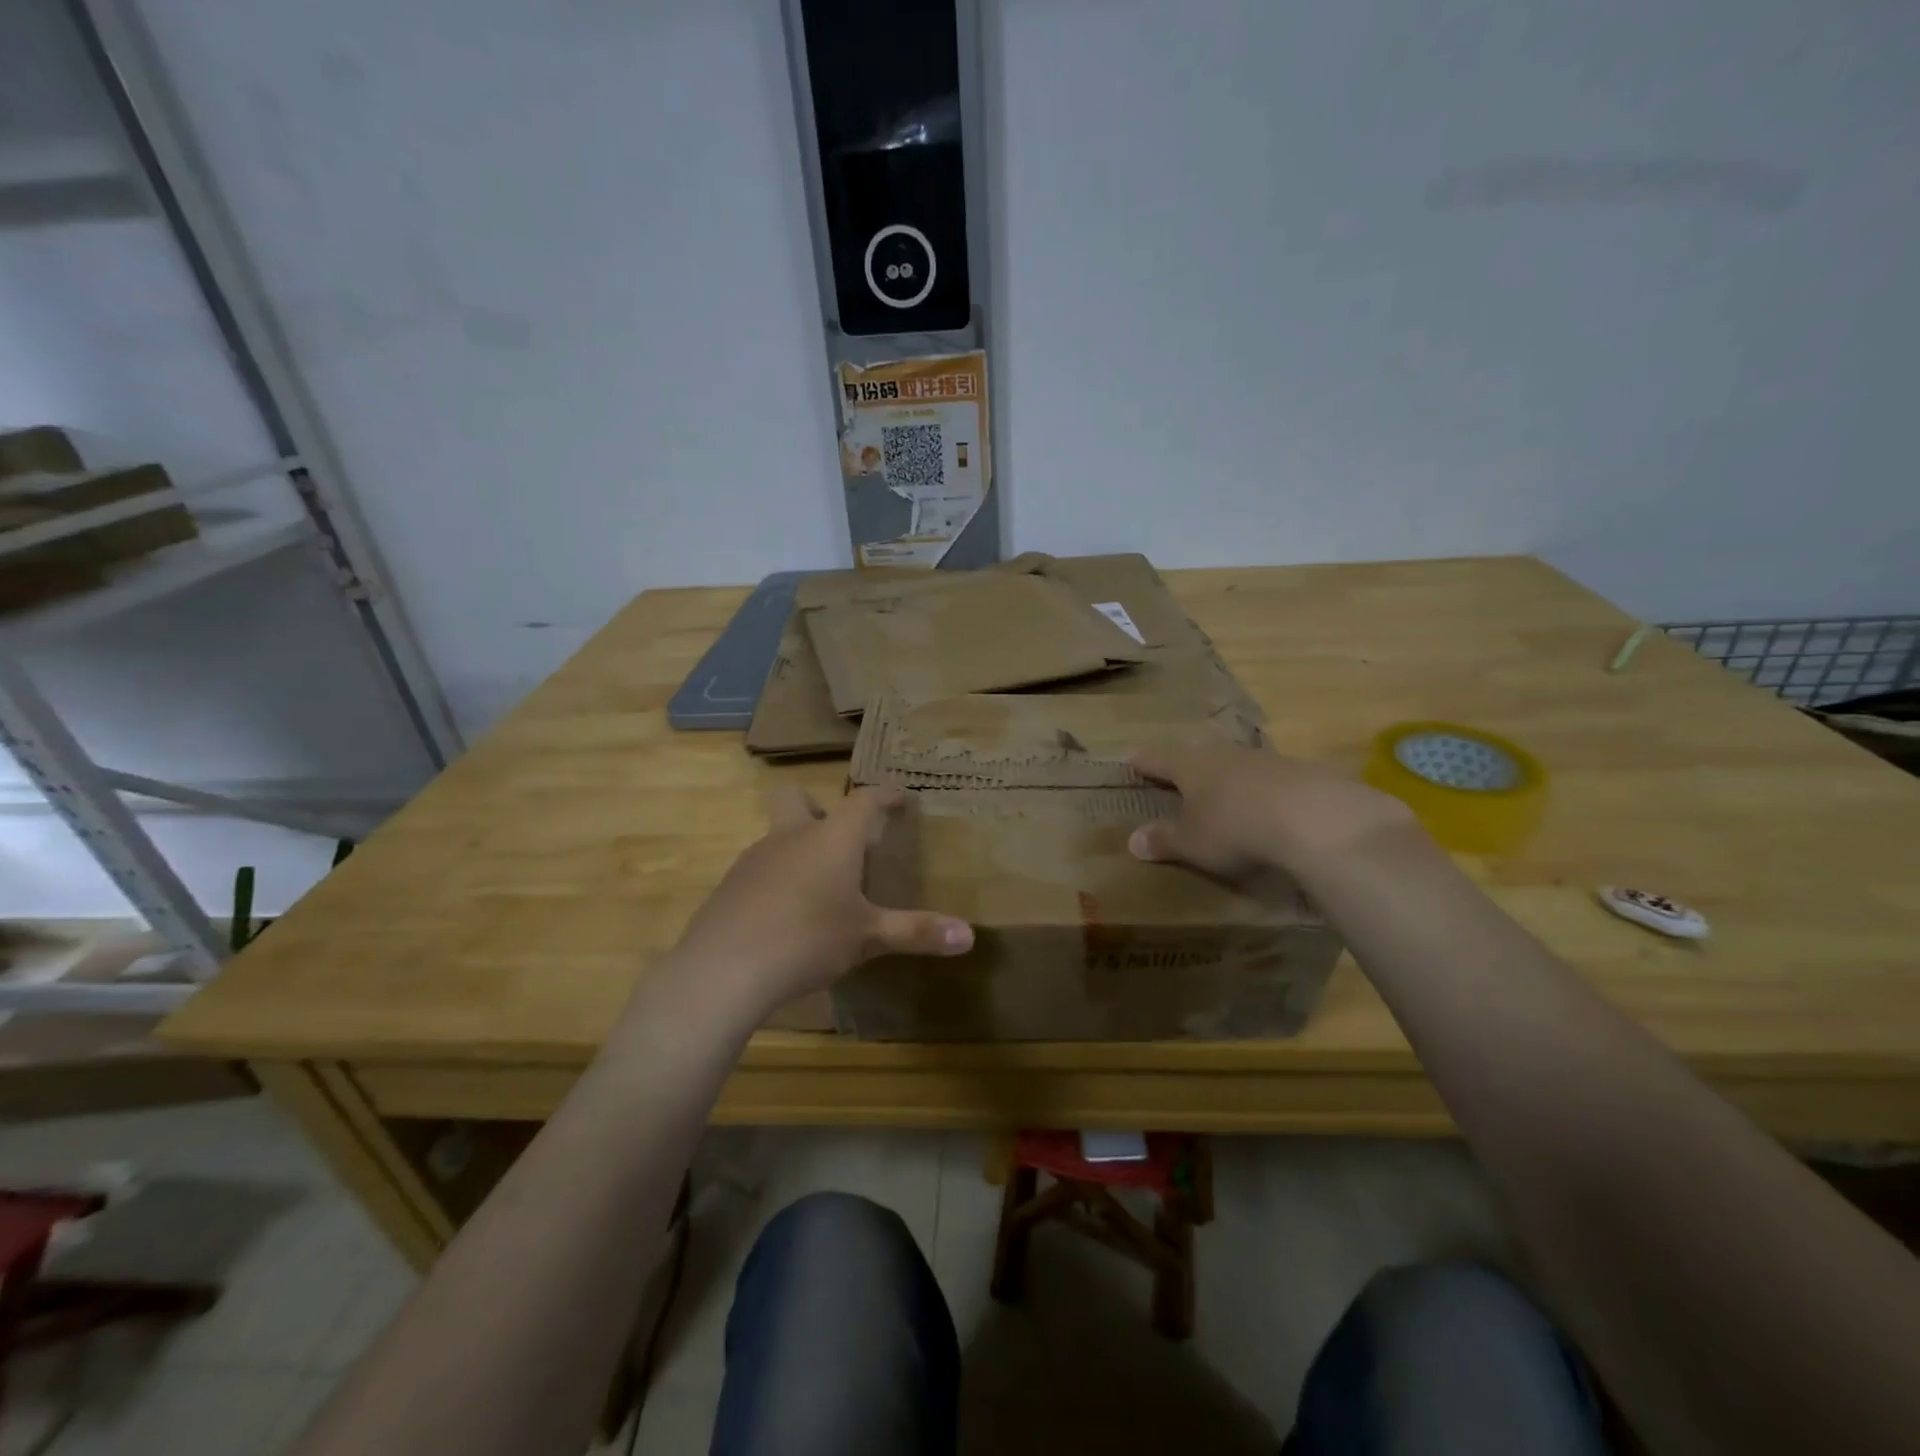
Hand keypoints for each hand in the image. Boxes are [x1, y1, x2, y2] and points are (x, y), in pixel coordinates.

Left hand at [666, 785, 972, 1017]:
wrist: (723, 970)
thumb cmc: (807, 939)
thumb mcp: (869, 937)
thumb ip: (917, 932)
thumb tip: (969, 936)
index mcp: (831, 839)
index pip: (863, 801)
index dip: (885, 795)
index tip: (900, 796)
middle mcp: (790, 838)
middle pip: (797, 799)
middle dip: (818, 806)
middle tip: (840, 838)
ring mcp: (753, 861)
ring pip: (777, 837)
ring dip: (798, 849)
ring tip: (819, 890)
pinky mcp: (729, 889)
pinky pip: (759, 872)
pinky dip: (776, 883)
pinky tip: (785, 919)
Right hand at [1128, 744, 1423, 882]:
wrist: (1317, 819)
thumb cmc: (1236, 829)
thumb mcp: (1192, 843)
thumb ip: (1164, 840)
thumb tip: (1132, 840)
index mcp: (1192, 767)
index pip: (1159, 759)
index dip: (1144, 761)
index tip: (1131, 758)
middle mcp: (1226, 755)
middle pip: (1200, 756)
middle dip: (1189, 765)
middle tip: (1180, 774)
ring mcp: (1268, 761)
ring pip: (1239, 765)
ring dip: (1230, 777)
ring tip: (1227, 793)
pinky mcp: (1305, 774)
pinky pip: (1274, 780)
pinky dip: (1266, 792)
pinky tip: (1272, 809)